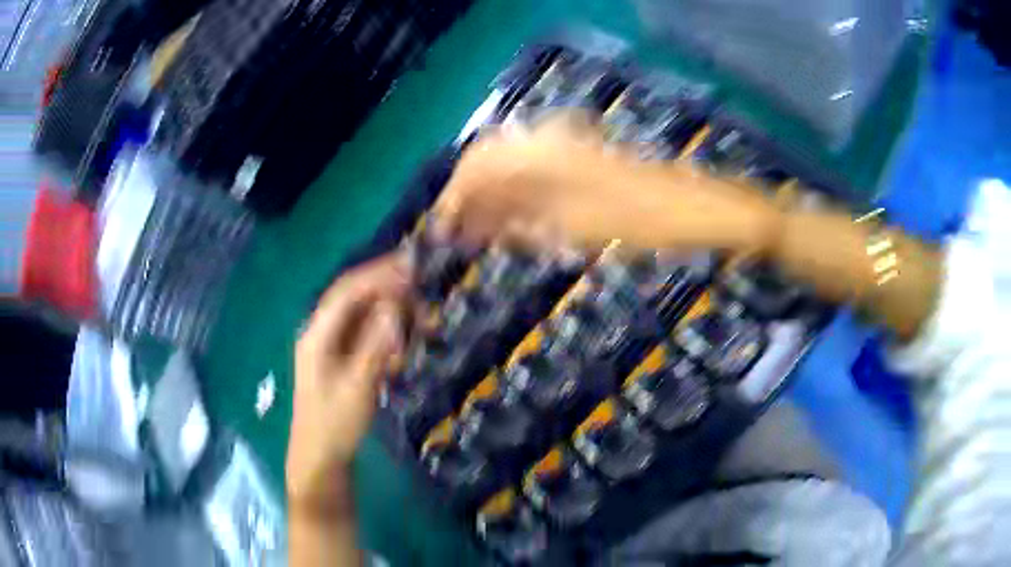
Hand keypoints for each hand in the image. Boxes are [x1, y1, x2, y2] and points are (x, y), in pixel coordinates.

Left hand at [287, 254, 410, 514]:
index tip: (412, 268)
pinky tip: (403, 340)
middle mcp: (321, 332)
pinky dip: (385, 330)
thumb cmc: (335, 424)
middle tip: (421, 284)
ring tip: (420, 315)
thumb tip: (395, 308)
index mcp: (317, 334)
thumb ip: (375, 345)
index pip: (347, 291)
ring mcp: (330, 345)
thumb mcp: (357, 387)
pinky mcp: (340, 359)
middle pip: (353, 297)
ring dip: (389, 309)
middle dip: (386, 286)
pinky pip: (364, 334)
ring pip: (360, 314)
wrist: (320, 458)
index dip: (378, 275)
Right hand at [434, 112, 780, 253]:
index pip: (477, 167)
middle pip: (491, 162)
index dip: (455, 199)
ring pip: (513, 167)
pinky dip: (521, 197)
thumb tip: (477, 223)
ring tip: (482, 236)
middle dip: (471, 198)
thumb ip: (520, 219)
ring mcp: (569, 146)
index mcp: (542, 151)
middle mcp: (549, 139)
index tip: (440, 232)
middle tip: (460, 237)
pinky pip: (538, 172)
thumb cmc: (641, 222)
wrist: (696, 209)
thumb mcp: (575, 227)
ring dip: (495, 199)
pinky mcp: (585, 158)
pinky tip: (516, 223)